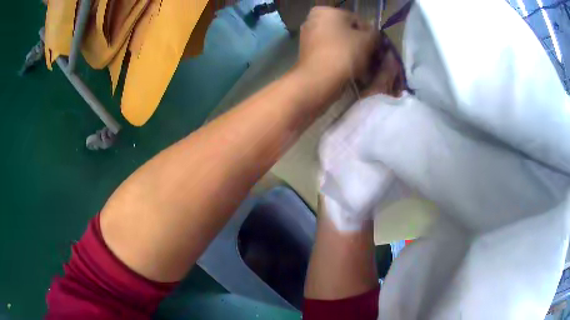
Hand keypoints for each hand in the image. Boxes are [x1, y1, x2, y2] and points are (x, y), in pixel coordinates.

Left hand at [296, 7, 377, 88]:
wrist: (319, 79)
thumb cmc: (344, 53)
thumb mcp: (367, 40)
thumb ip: (374, 33)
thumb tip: (374, 34)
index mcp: (326, 11)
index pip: (356, 20)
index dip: (370, 34)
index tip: (377, 48)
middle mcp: (313, 20)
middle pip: (345, 31)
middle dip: (359, 43)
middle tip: (371, 58)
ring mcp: (307, 37)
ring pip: (337, 43)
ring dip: (350, 53)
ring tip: (362, 67)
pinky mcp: (305, 53)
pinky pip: (328, 53)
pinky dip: (339, 59)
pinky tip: (349, 70)